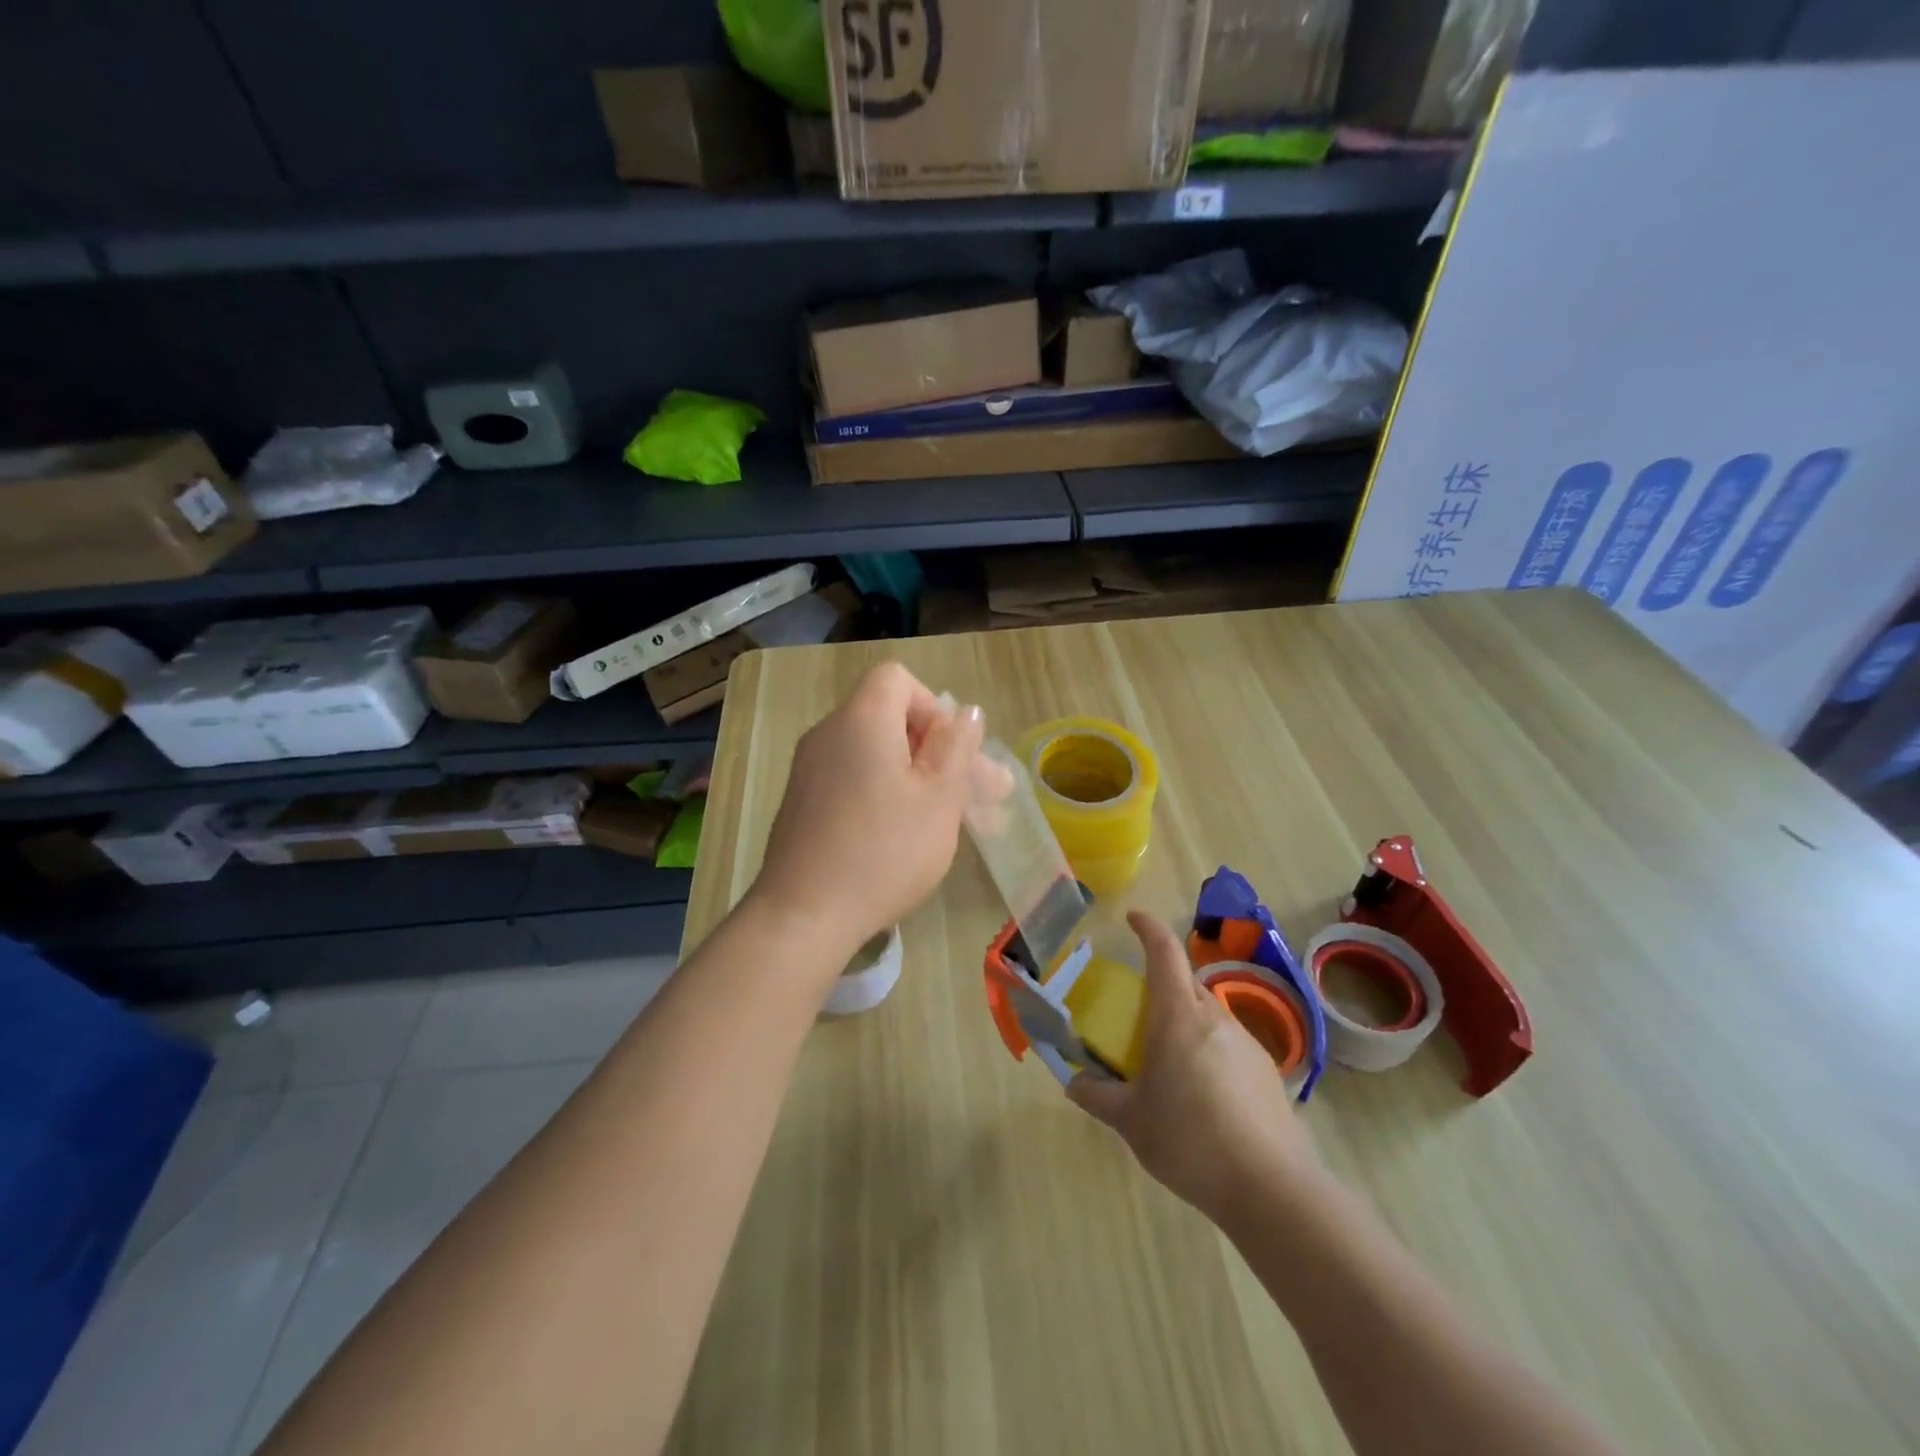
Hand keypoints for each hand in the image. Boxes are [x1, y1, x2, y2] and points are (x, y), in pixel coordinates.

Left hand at [751, 660, 982, 958]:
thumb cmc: (884, 851)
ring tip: (954, 822)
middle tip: (982, 796)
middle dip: (939, 751)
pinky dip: (885, 795)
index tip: (951, 754)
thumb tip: (966, 713)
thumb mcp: (938, 797)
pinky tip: (907, 837)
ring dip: (918, 778)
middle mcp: (828, 734)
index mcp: (861, 720)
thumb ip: (956, 747)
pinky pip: (853, 780)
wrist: (804, 915)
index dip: (933, 707)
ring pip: (876, 756)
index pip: (897, 679)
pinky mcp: (804, 804)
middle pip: (890, 720)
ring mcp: (810, 771)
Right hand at [1068, 912, 1319, 1222]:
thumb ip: (1097, 1095)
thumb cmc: (1188, 1140)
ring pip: (1208, 1013)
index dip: (1148, 927)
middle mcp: (1213, 1016)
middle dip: (1162, 984)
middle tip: (1140, 1015)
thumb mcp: (1130, 1121)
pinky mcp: (1267, 1070)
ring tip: (1170, 1064)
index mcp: (1177, 1015)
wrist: (1270, 1187)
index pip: (1164, 951)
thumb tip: (1074, 1082)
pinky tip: (1204, 1095)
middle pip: (1186, 981)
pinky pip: (1228, 1043)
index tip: (1132, 918)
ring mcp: (1246, 1042)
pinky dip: (1209, 1051)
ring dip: (1186, 1021)